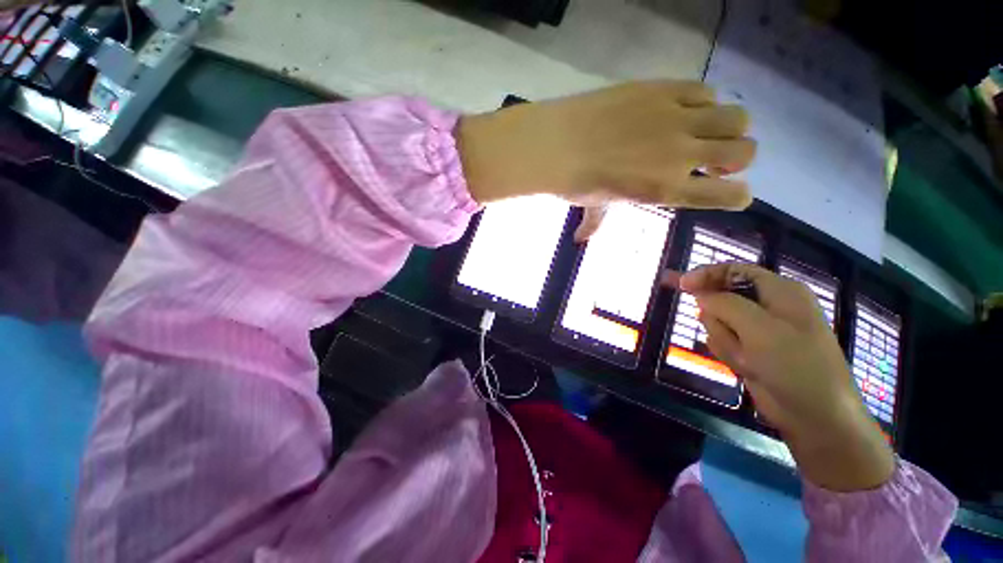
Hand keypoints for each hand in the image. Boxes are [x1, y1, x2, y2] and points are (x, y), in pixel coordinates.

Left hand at [456, 81, 756, 230]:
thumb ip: (595, 224)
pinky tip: (680, 109)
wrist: (555, 145)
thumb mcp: (591, 207)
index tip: (729, 190)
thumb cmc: (574, 182)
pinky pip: (705, 91)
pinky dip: (701, 101)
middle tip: (714, 158)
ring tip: (704, 130)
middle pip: (746, 150)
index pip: (731, 195)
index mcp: (666, 191)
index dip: (738, 195)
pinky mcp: (665, 90)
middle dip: (738, 157)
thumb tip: (580, 240)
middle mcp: (681, 156)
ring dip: (727, 126)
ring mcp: (676, 119)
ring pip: (737, 117)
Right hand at [672, 263, 894, 490]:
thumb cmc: (797, 365)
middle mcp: (768, 306)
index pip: (733, 270)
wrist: (815, 416)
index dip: (705, 274)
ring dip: (727, 341)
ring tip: (750, 359)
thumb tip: (698, 292)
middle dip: (720, 319)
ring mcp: (757, 330)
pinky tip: (749, 367)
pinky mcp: (750, 349)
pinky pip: (722, 342)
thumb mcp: (760, 329)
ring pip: (718, 323)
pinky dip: (729, 354)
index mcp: (779, 291)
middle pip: (720, 298)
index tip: (680, 284)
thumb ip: (725, 304)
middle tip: (736, 339)